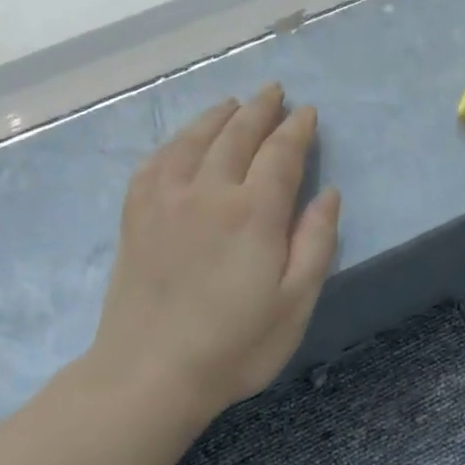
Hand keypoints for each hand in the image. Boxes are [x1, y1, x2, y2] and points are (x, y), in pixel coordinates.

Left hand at [91, 85, 340, 421]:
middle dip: (260, 109)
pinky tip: (182, 141)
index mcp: (254, 212)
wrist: (149, 373)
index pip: (281, 153)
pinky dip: (175, 142)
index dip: (297, 129)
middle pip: (238, 134)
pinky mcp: (136, 215)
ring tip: (234, 103)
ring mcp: (166, 200)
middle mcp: (209, 191)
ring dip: (218, 116)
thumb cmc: (234, 346)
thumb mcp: (295, 304)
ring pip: (195, 139)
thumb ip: (315, 243)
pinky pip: (156, 161)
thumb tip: (328, 195)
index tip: (307, 112)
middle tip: (274, 91)